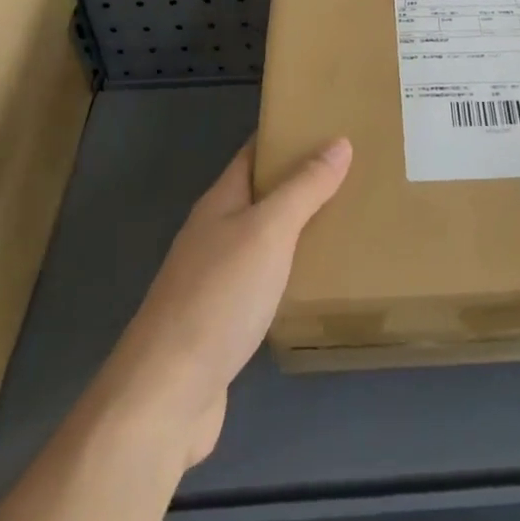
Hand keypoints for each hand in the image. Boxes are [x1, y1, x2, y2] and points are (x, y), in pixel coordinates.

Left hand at [99, 139, 350, 467]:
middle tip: (353, 174)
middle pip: (259, 196)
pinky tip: (315, 283)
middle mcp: (213, 235)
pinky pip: (263, 283)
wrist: (166, 396)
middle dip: (299, 182)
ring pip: (262, 240)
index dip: (285, 136)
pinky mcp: (221, 323)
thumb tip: (338, 142)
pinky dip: (289, 273)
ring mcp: (213, 281)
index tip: (326, 124)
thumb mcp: (269, 231)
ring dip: (297, 229)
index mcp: (220, 203)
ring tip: (344, 222)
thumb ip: (304, 188)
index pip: (253, 153)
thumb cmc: (218, 298)